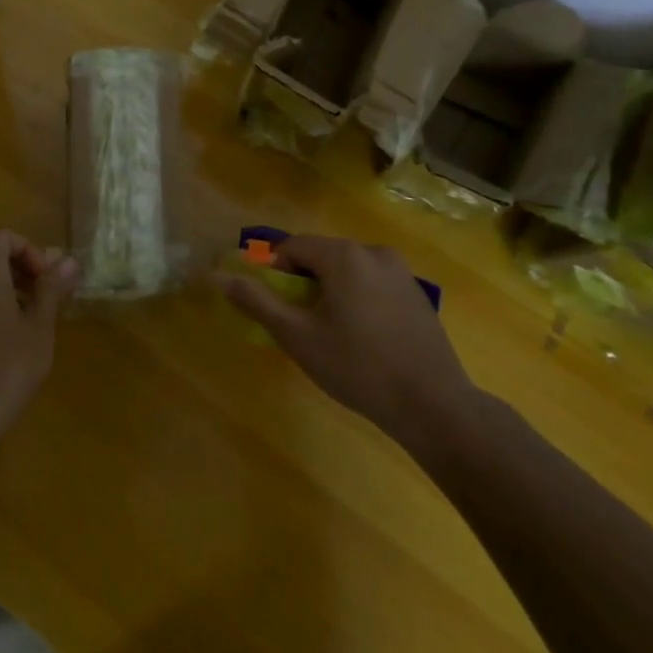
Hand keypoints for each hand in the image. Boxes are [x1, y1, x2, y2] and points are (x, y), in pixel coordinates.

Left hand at [0, 229, 79, 444]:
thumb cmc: (9, 365)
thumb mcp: (39, 325)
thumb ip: (51, 288)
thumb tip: (68, 260)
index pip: (2, 237)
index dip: (28, 250)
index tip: (45, 279)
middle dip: (20, 271)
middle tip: (44, 298)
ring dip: (5, 293)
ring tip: (29, 324)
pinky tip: (3, 347)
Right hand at [215, 235, 479, 456]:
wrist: (433, 406)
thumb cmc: (357, 367)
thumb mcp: (297, 336)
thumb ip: (257, 301)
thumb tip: (219, 276)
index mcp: (344, 255)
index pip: (293, 247)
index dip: (276, 272)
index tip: (277, 307)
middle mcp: (373, 251)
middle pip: (322, 256)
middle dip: (304, 283)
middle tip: (303, 325)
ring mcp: (401, 271)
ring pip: (348, 271)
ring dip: (331, 292)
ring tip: (333, 335)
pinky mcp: (417, 294)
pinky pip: (373, 284)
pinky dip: (358, 300)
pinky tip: (365, 339)